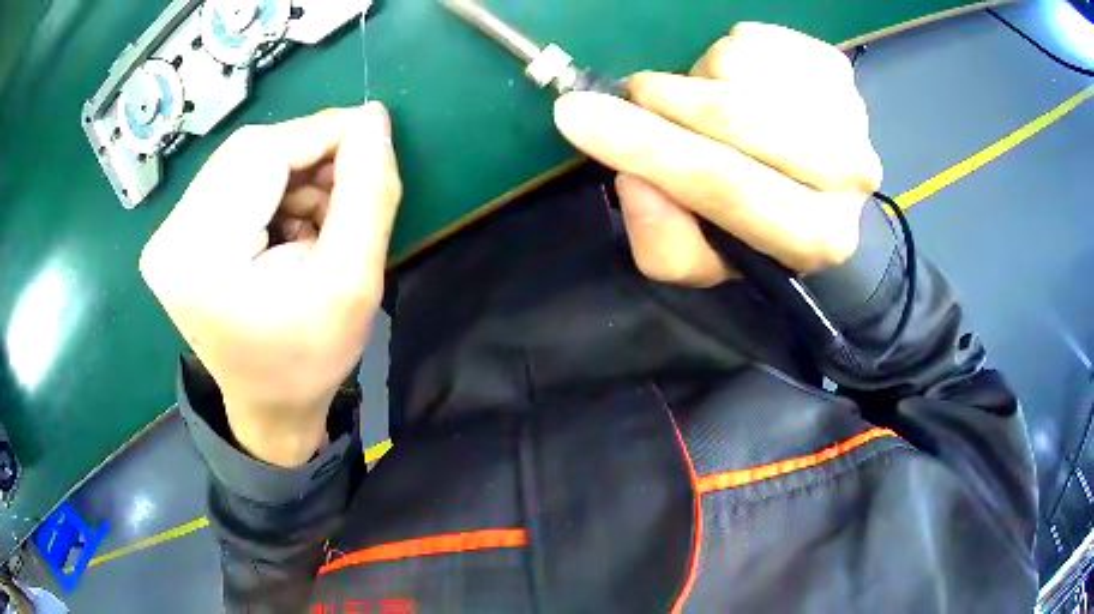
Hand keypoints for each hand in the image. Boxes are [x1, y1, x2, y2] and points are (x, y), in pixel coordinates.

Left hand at [140, 103, 401, 466]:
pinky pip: (234, 180)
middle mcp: (170, 237)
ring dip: (294, 176)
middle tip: (347, 193)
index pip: (262, 154)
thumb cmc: (309, 360)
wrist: (269, 406)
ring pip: (245, 160)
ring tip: (319, 224)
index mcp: (200, 257)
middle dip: (309, 159)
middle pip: (249, 152)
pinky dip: (274, 189)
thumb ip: (368, 194)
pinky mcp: (177, 234)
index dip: (323, 133)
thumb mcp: (354, 283)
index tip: (374, 137)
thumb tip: (373, 119)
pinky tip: (292, 227)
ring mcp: (168, 234)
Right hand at [553, 22, 881, 285]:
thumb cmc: (750, 223)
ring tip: (706, 105)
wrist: (809, 184)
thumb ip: (663, 243)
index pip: (727, 185)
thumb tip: (633, 181)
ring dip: (700, 80)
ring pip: (740, 68)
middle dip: (667, 103)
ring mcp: (851, 113)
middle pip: (737, 117)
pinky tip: (740, 85)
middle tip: (640, 100)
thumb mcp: (700, 258)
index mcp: (816, 238)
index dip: (646, 148)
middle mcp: (850, 177)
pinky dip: (727, 55)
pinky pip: (754, 39)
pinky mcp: (838, 67)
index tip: (576, 116)